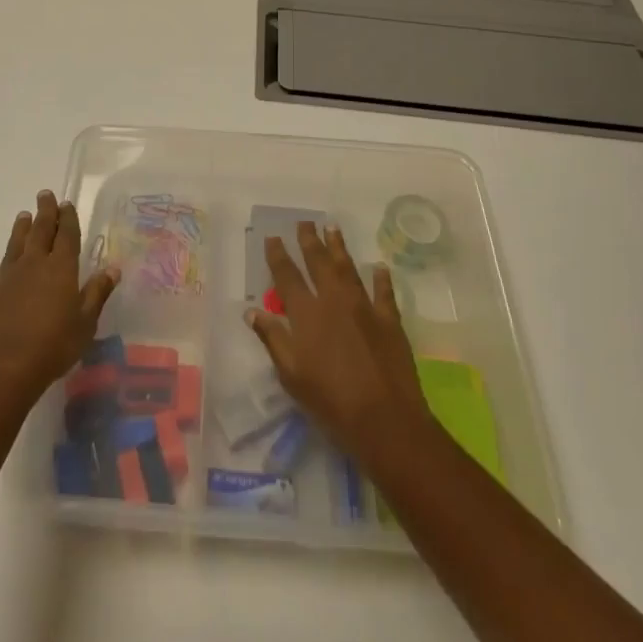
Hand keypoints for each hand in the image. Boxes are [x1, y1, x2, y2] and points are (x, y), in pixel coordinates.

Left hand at [0, 190, 118, 407]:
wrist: (3, 369)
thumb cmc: (53, 346)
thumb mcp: (86, 323)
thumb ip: (97, 293)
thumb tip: (112, 268)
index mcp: (61, 268)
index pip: (67, 235)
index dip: (68, 218)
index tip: (66, 203)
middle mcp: (33, 264)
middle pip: (40, 231)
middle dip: (45, 212)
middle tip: (45, 195)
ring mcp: (5, 277)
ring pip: (14, 246)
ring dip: (20, 230)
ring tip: (23, 216)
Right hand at [247, 221, 432, 460]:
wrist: (384, 419)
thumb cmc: (330, 401)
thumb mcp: (291, 374)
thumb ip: (273, 338)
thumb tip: (252, 311)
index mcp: (307, 314)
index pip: (287, 277)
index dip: (278, 256)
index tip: (273, 237)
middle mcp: (334, 301)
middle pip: (319, 263)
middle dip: (309, 241)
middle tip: (304, 222)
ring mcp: (365, 307)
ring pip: (348, 268)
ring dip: (339, 247)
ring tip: (332, 227)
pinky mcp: (390, 320)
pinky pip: (384, 292)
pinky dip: (381, 278)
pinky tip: (379, 267)